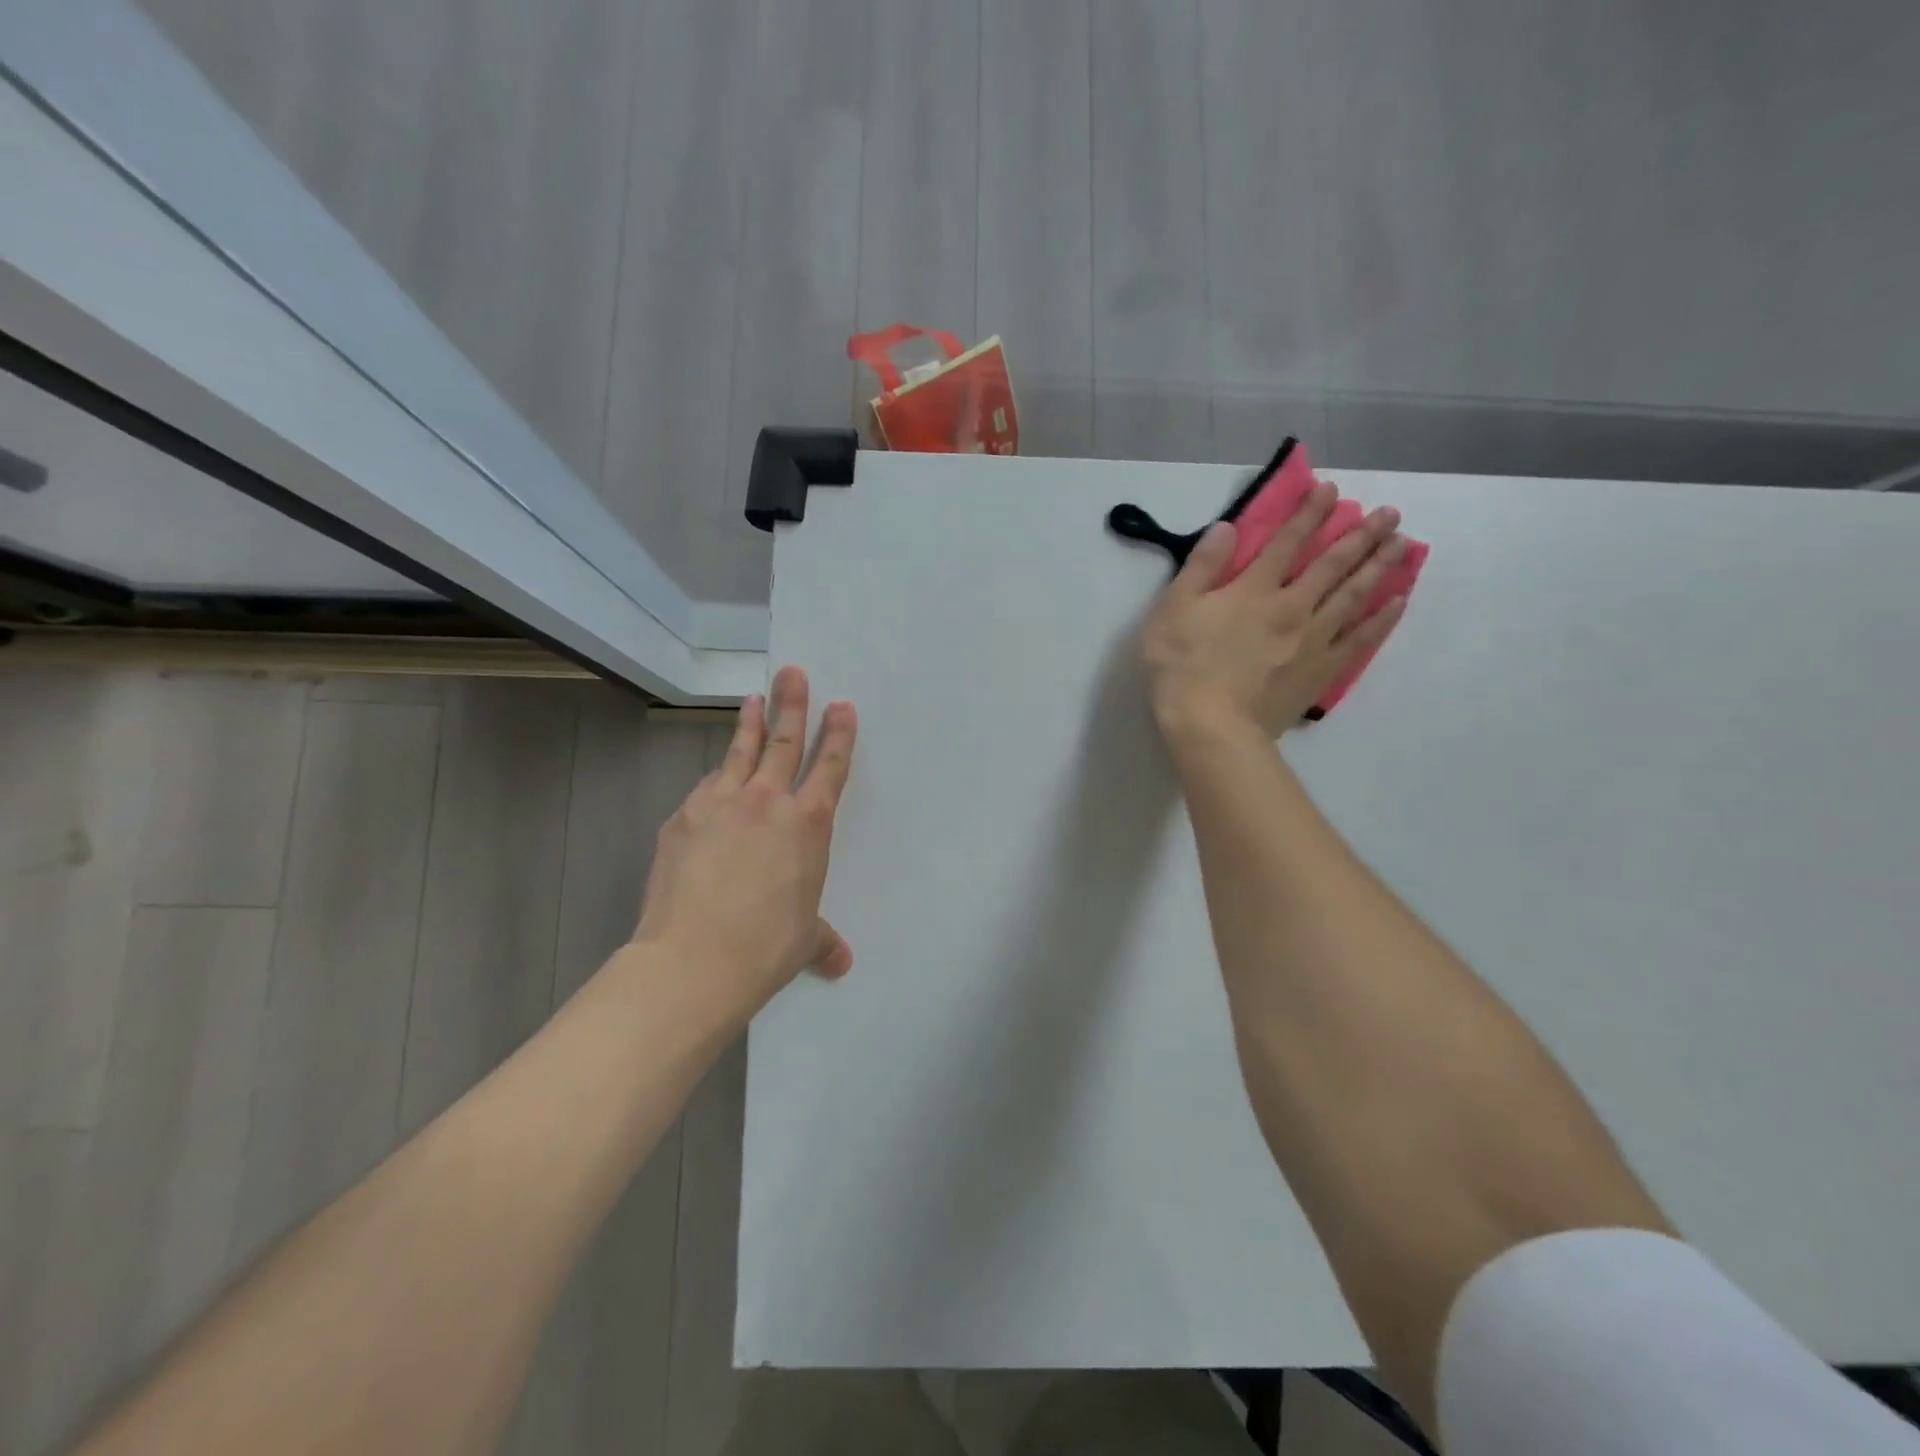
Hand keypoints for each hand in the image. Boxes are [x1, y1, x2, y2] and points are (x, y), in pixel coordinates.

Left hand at [634, 666, 857, 1017]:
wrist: (693, 960)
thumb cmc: (765, 947)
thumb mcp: (804, 940)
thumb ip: (822, 939)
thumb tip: (840, 962)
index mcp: (807, 824)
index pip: (830, 767)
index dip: (838, 734)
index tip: (841, 705)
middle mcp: (767, 802)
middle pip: (784, 741)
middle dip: (792, 704)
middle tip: (793, 672)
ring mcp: (720, 804)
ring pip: (741, 752)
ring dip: (750, 723)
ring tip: (754, 698)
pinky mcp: (683, 818)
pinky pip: (706, 787)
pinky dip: (717, 776)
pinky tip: (716, 778)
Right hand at [1141, 481, 1407, 739]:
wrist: (1210, 726)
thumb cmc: (1182, 667)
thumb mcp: (1173, 610)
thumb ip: (1202, 566)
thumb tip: (1227, 526)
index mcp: (1253, 590)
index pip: (1285, 542)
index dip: (1308, 514)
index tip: (1330, 489)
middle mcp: (1291, 606)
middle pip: (1332, 565)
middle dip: (1359, 535)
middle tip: (1389, 514)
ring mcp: (1312, 640)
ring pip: (1353, 596)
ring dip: (1378, 567)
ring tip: (1401, 544)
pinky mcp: (1321, 672)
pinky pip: (1359, 639)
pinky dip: (1381, 619)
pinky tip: (1397, 602)